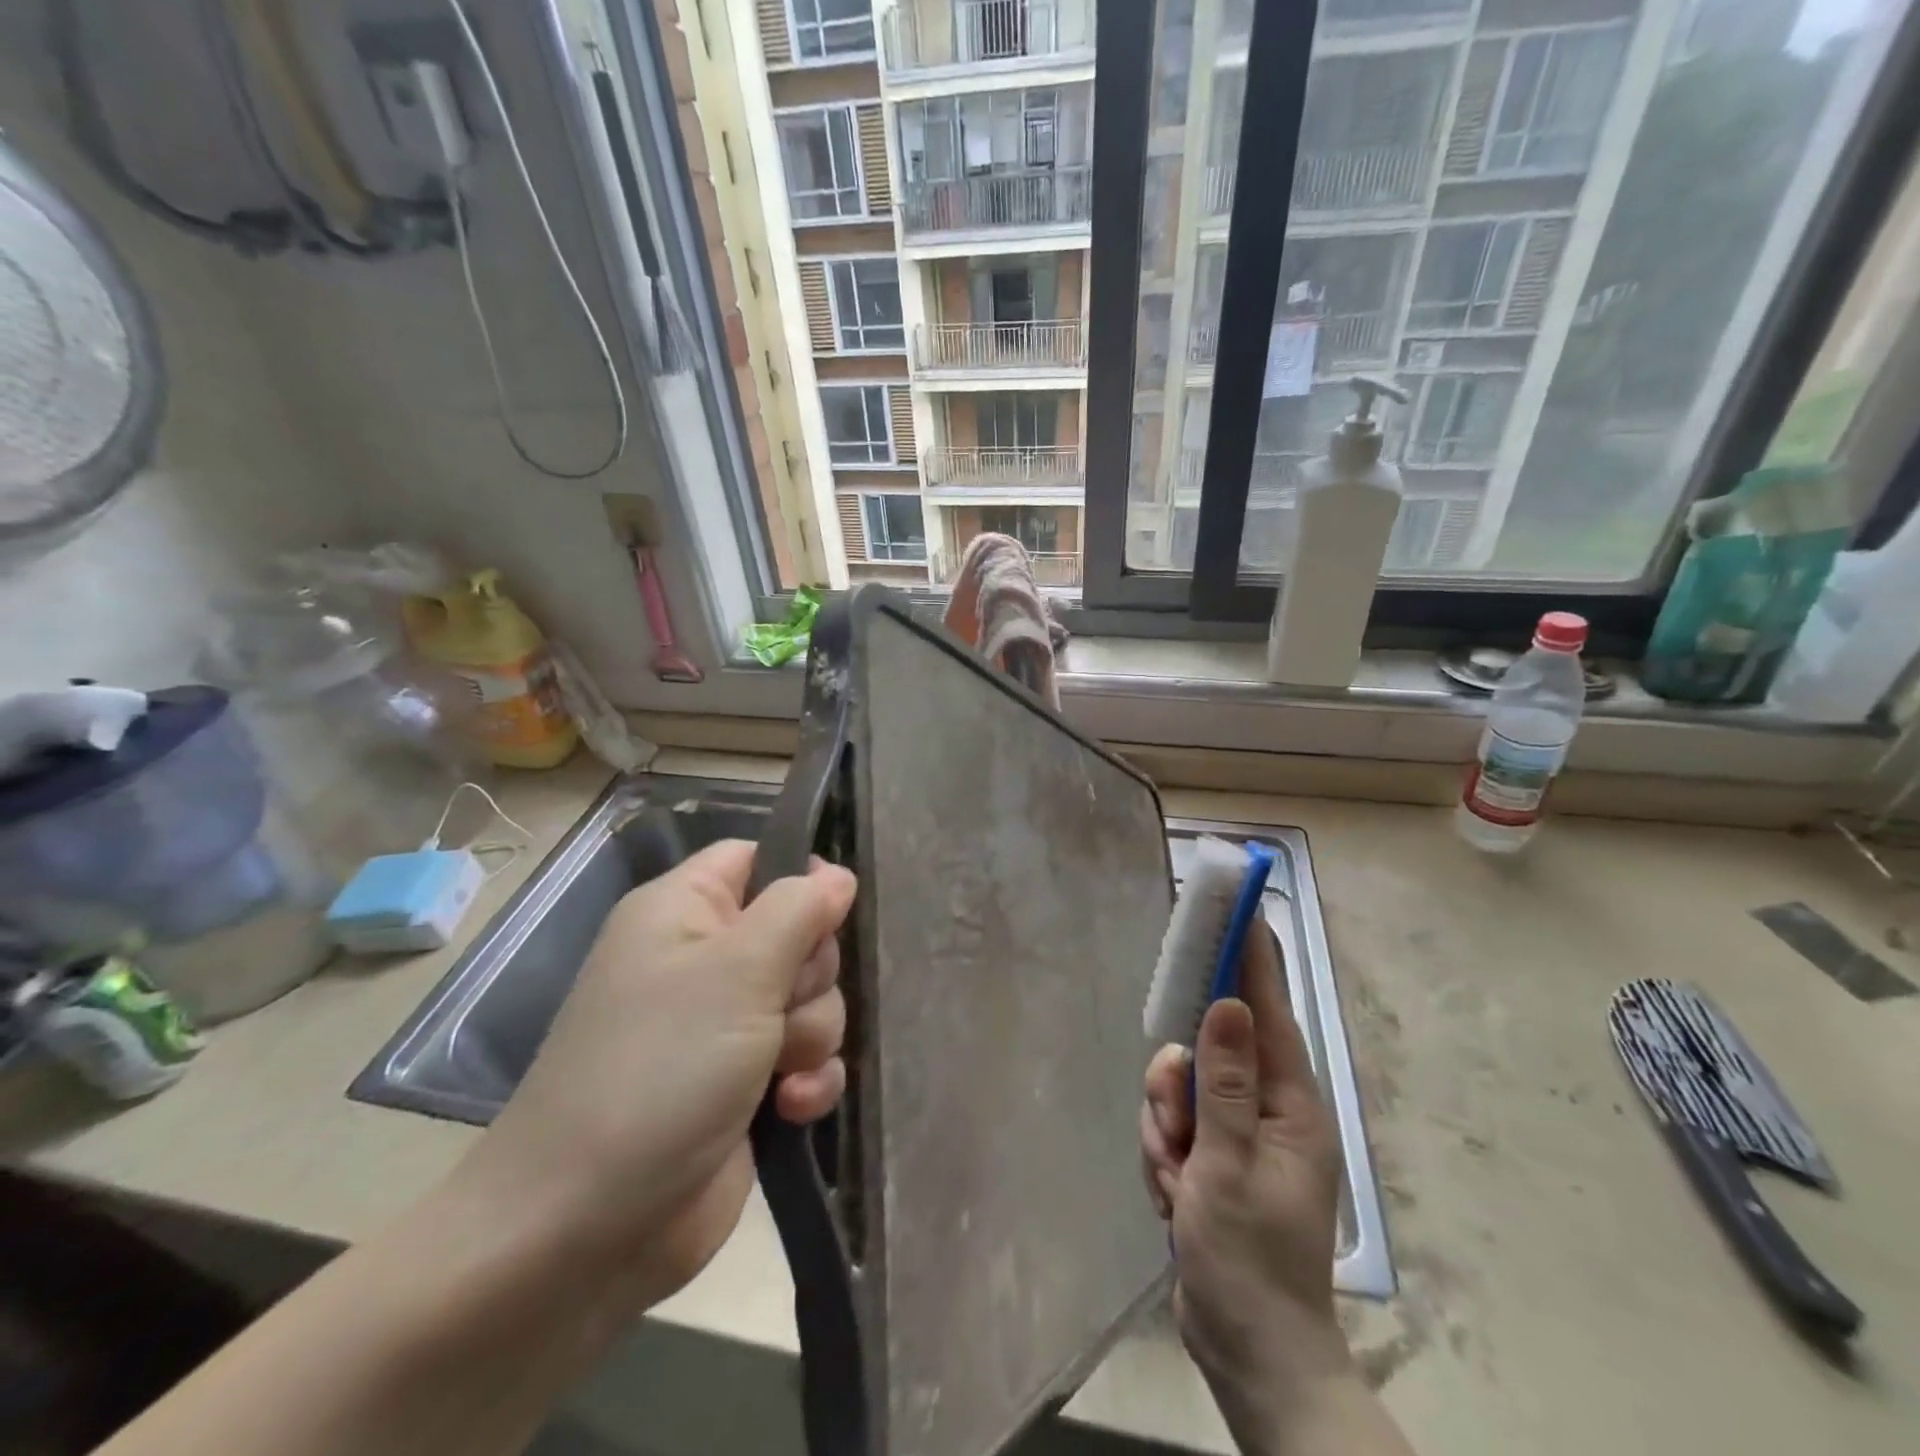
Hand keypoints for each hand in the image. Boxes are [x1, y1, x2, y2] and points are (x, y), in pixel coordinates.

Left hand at [466, 840, 854, 1311]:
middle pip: (798, 931)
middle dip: (810, 975)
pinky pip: (808, 1057)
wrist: (586, 1230)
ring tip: (776, 1071)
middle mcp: (704, 961)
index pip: (755, 858)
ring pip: (812, 998)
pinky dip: (808, 1080)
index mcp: (684, 912)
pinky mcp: (746, 1085)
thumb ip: (798, 910)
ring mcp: (725, 1026)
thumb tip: (836, 874)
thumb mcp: (738, 971)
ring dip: (811, 1034)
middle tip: (779, 1006)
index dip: (799, 877)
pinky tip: (790, 1108)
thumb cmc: (660, 1070)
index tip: (829, 913)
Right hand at [1139, 926, 1352, 1418]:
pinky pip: (1169, 1124)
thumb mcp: (1229, 1165)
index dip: (1249, 957)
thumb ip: (1226, 1081)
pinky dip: (1162, 1155)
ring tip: (1177, 1182)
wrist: (1246, 1352)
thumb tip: (1230, 1003)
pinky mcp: (1209, 1154)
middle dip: (1176, 1089)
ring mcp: (1234, 1130)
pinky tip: (1174, 1197)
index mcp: (1289, 1102)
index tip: (1234, 909)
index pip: (1267, 1009)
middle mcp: (1264, 1106)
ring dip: (1164, 1131)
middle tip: (1176, 1131)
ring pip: (1178, 1088)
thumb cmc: (1249, 1259)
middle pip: (1204, 1048)